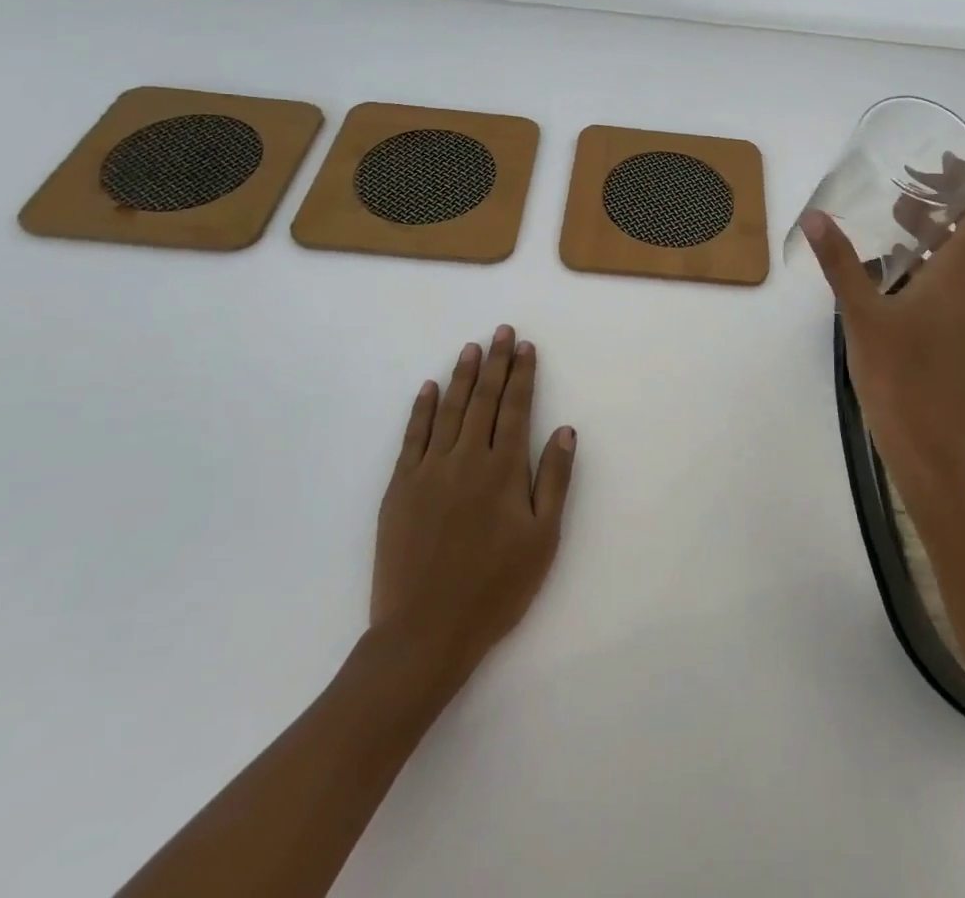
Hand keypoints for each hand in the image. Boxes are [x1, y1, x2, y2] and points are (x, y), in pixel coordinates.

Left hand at [373, 326, 575, 686]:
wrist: (425, 632)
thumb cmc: (495, 589)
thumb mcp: (542, 540)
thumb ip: (554, 480)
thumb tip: (564, 430)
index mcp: (503, 470)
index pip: (515, 408)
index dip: (522, 375)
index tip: (526, 347)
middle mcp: (467, 459)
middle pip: (483, 400)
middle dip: (495, 362)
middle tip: (500, 331)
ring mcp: (429, 470)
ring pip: (448, 410)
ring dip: (461, 376)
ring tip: (471, 348)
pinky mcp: (400, 488)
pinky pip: (413, 437)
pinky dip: (421, 409)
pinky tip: (428, 388)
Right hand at [803, 182, 964, 490]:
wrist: (929, 442)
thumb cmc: (899, 373)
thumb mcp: (861, 312)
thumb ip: (840, 261)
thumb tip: (815, 216)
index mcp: (964, 270)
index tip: (937, 162)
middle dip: (942, 200)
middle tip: (900, 187)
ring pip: (964, 253)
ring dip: (935, 230)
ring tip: (892, 220)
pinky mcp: (963, 329)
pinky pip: (956, 278)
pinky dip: (932, 258)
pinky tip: (892, 270)